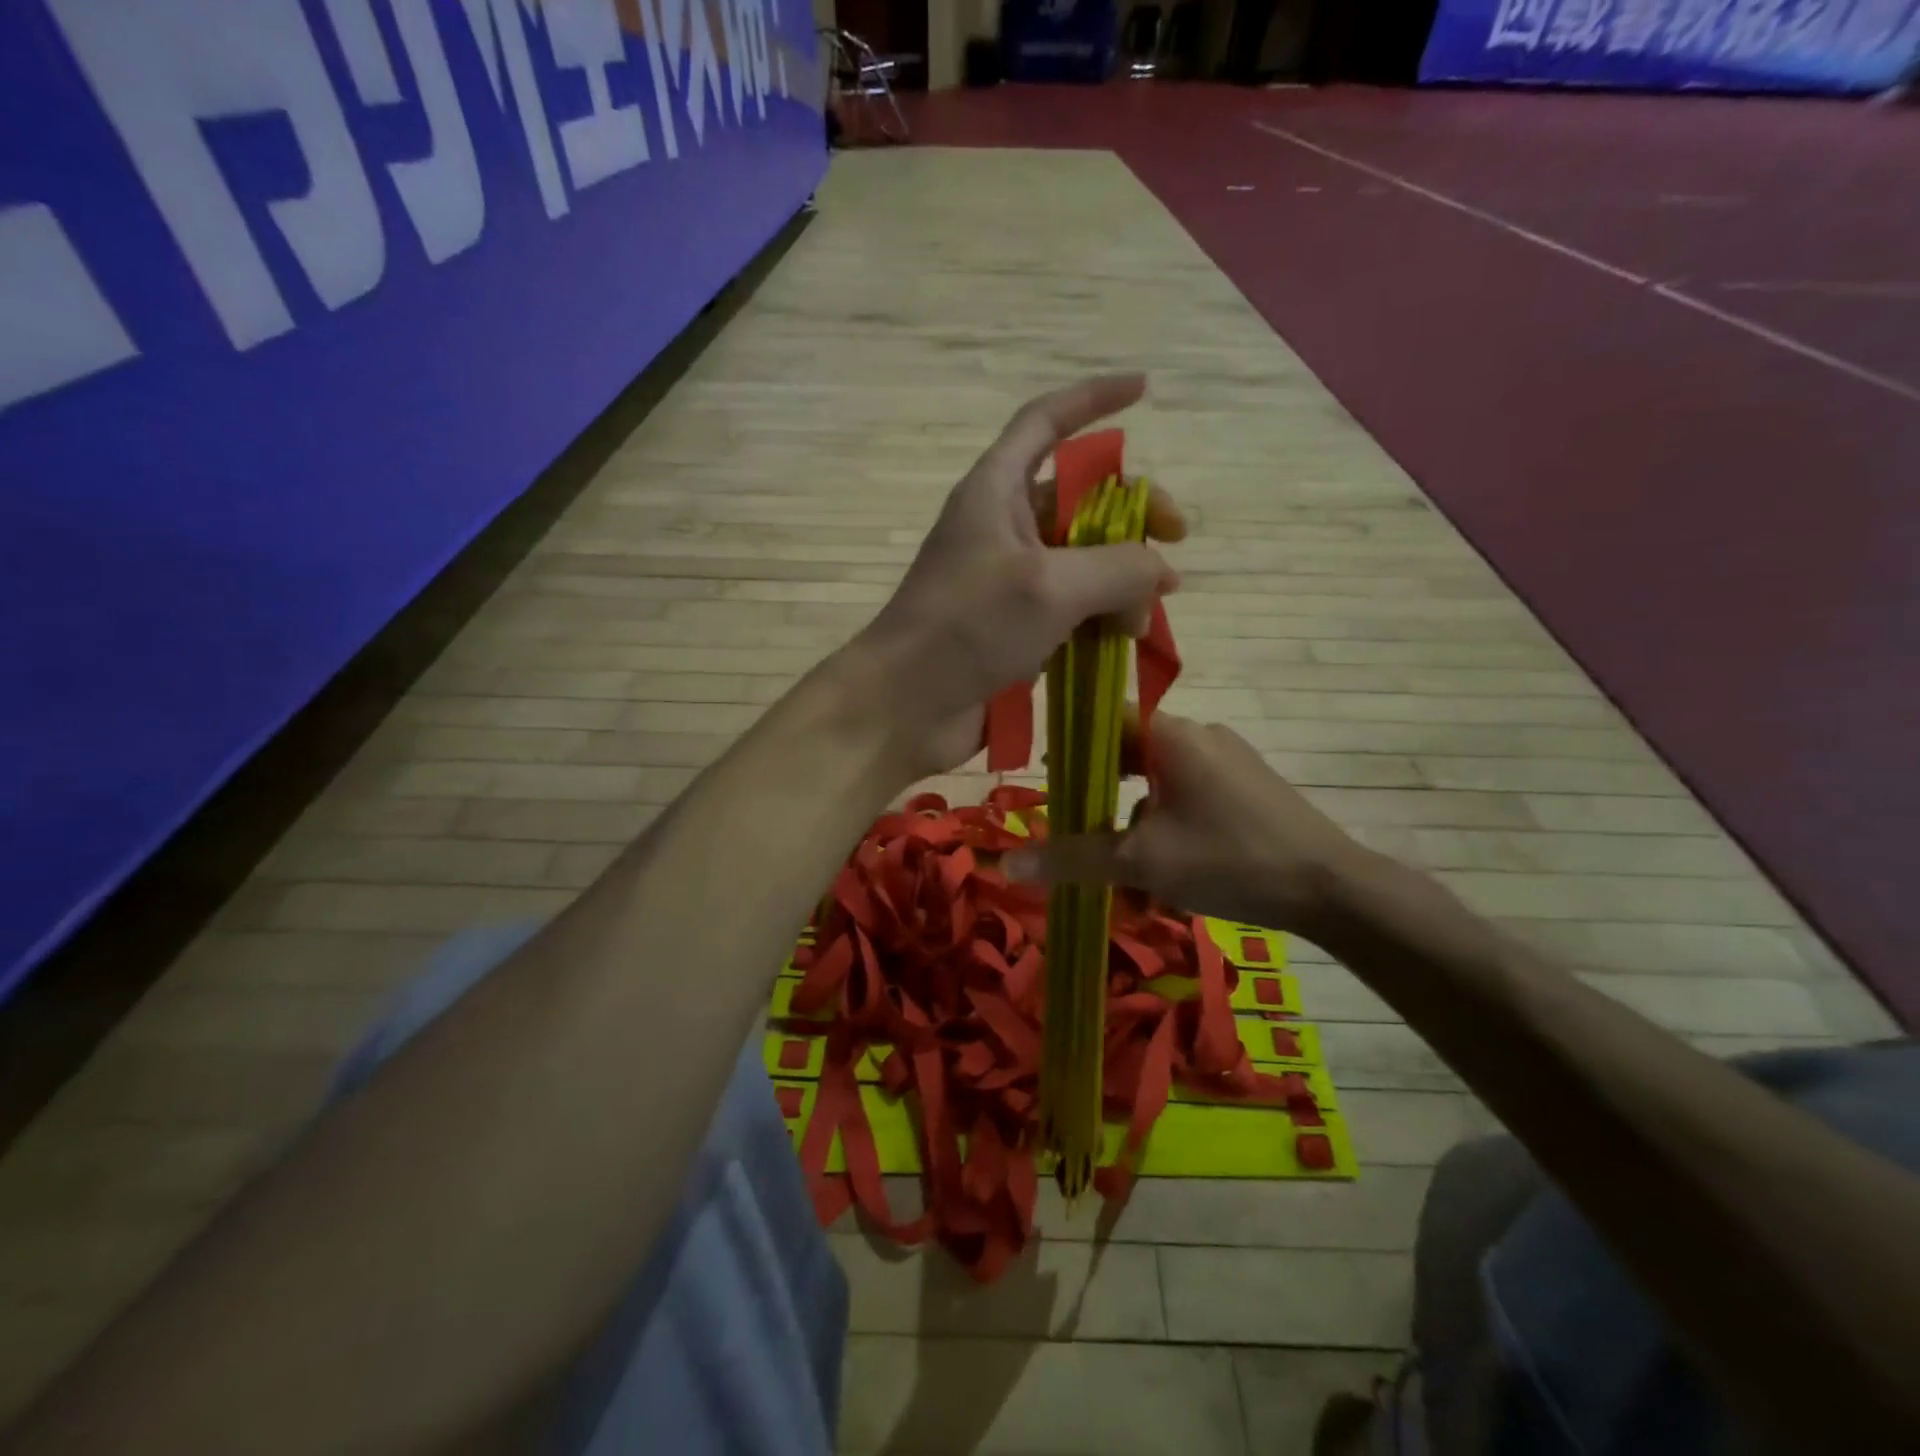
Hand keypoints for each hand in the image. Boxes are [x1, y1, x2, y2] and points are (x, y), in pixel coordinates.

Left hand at [850, 374, 1185, 778]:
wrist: (904, 706)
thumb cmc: (968, 628)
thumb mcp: (1051, 586)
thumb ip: (1119, 568)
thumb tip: (1159, 573)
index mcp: (996, 491)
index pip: (1045, 421)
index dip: (1092, 399)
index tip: (1143, 388)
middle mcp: (1002, 528)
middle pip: (1079, 498)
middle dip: (1131, 514)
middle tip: (1175, 542)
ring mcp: (1008, 581)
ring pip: (1082, 560)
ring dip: (1122, 579)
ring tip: (1145, 616)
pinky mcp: (1014, 628)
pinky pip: (1071, 607)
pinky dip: (1101, 616)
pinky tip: (1126, 639)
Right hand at [1005, 712, 1373, 934]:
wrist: (1332, 888)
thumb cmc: (1229, 859)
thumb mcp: (1142, 861)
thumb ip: (1073, 858)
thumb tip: (1007, 863)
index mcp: (1173, 735)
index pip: (1105, 717)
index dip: (1071, 743)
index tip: (1048, 779)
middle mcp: (1200, 735)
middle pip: (1130, 752)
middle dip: (1101, 795)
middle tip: (1078, 831)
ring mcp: (1229, 760)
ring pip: (1160, 781)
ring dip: (1135, 820)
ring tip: (1124, 872)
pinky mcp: (1248, 787)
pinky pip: (1190, 794)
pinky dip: (1167, 825)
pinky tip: (1168, 871)